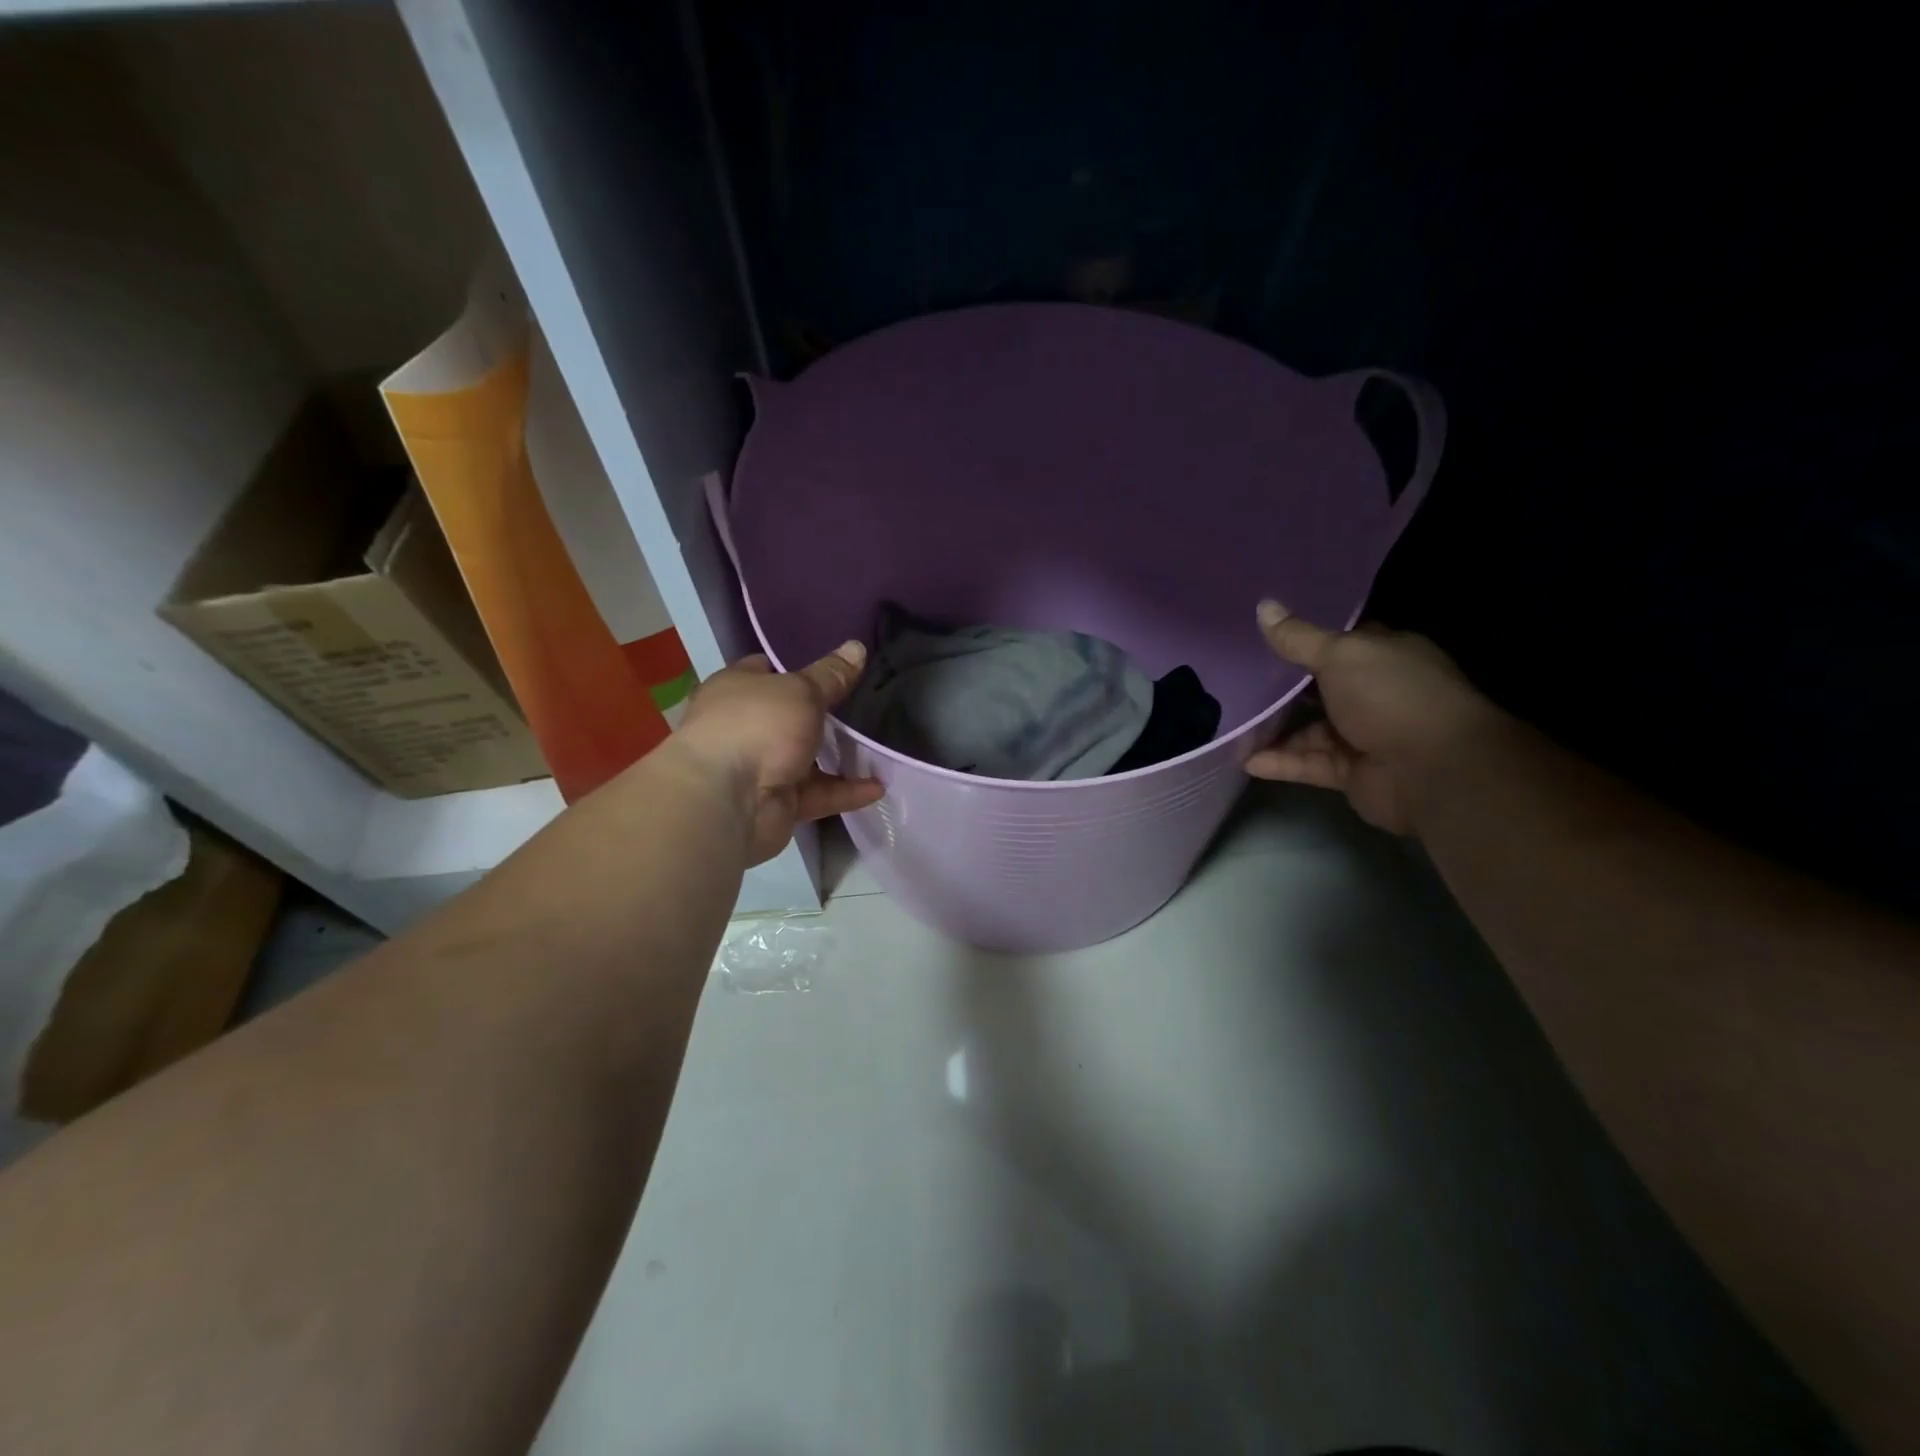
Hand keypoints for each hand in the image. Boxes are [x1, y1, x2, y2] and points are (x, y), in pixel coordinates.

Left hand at [676, 643, 883, 864]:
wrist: (728, 802)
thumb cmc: (758, 726)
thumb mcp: (801, 691)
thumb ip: (831, 675)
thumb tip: (857, 646)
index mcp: (737, 689)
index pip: (766, 669)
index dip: (798, 666)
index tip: (835, 667)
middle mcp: (744, 726)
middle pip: (789, 716)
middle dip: (823, 714)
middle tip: (866, 704)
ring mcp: (759, 767)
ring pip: (806, 758)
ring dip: (838, 756)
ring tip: (878, 746)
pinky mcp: (777, 804)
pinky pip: (817, 794)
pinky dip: (844, 792)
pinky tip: (878, 787)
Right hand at [1245, 599, 1498, 834]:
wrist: (1434, 770)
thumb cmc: (1392, 697)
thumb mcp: (1341, 655)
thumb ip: (1299, 638)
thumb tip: (1263, 606)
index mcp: (1384, 656)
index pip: (1341, 643)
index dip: (1305, 639)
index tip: (1262, 636)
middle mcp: (1376, 693)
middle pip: (1320, 688)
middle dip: (1282, 688)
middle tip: (1235, 681)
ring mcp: (1364, 735)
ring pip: (1310, 730)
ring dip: (1274, 731)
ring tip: (1232, 726)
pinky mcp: (1351, 773)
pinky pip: (1309, 764)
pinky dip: (1281, 763)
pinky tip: (1247, 760)